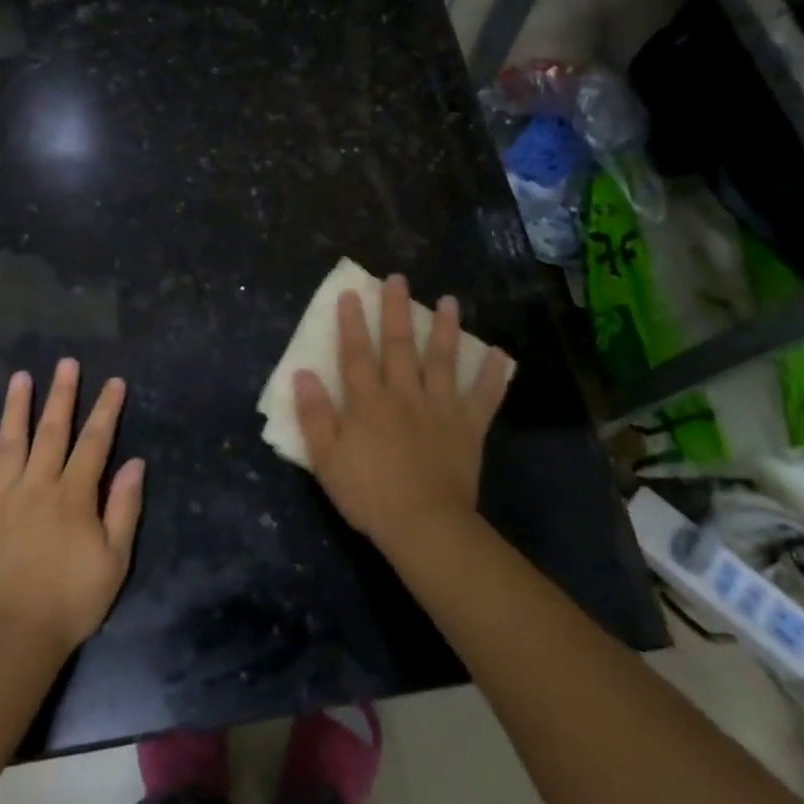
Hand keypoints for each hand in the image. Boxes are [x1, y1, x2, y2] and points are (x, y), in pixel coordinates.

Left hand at [0, 360, 145, 658]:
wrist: (11, 640)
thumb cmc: (71, 601)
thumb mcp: (114, 560)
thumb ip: (125, 508)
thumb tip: (135, 463)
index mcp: (73, 495)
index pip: (94, 442)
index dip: (106, 410)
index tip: (114, 382)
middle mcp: (36, 487)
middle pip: (52, 432)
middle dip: (62, 395)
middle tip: (67, 363)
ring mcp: (0, 501)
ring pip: (8, 445)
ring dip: (16, 410)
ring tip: (20, 378)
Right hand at [294, 275, 511, 556]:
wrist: (424, 525)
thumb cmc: (369, 493)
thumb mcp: (326, 458)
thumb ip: (315, 414)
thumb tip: (302, 374)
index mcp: (368, 401)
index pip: (356, 353)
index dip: (351, 322)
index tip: (351, 292)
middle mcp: (404, 394)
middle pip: (399, 345)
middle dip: (397, 310)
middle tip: (399, 279)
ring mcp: (439, 408)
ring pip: (442, 360)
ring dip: (446, 329)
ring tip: (450, 300)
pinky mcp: (468, 428)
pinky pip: (483, 397)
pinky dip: (493, 375)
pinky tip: (501, 354)